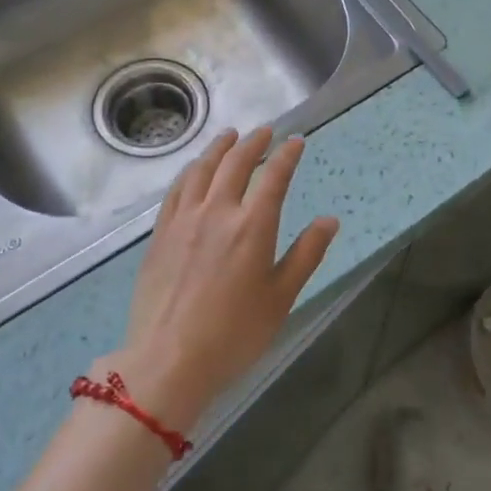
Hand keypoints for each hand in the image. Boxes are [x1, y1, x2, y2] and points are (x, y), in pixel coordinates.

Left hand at [112, 128, 338, 432]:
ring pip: (201, 170)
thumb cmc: (234, 333)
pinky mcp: (160, 234)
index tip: (296, 141)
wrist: (168, 359)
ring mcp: (184, 220)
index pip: (274, 177)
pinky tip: (194, 170)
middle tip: (265, 132)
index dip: (287, 155)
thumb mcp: (281, 297)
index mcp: (253, 226)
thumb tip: (329, 220)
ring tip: (229, 137)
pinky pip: (176, 190)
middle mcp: (217, 212)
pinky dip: (190, 171)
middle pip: (236, 164)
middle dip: (253, 143)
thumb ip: (306, 254)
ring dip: (219, 148)